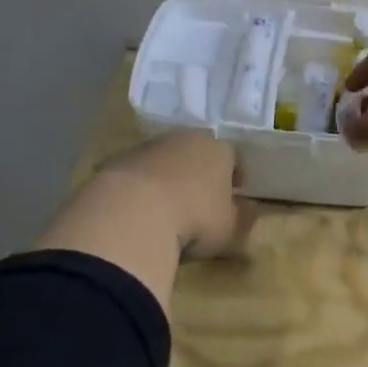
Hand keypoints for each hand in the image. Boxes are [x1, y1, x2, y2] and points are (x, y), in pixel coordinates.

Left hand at [92, 131, 256, 258]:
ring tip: (164, 209)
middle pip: (195, 152)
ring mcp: (147, 147)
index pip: (232, 157)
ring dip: (166, 178)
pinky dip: (138, 188)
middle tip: (198, 200)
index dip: (233, 177)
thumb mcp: (229, 227)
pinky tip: (136, 212)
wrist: (132, 213)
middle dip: (198, 173)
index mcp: (217, 149)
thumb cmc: (195, 219)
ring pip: (163, 160)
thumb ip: (243, 217)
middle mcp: (183, 139)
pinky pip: (135, 174)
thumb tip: (251, 209)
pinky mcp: (116, 161)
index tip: (233, 196)